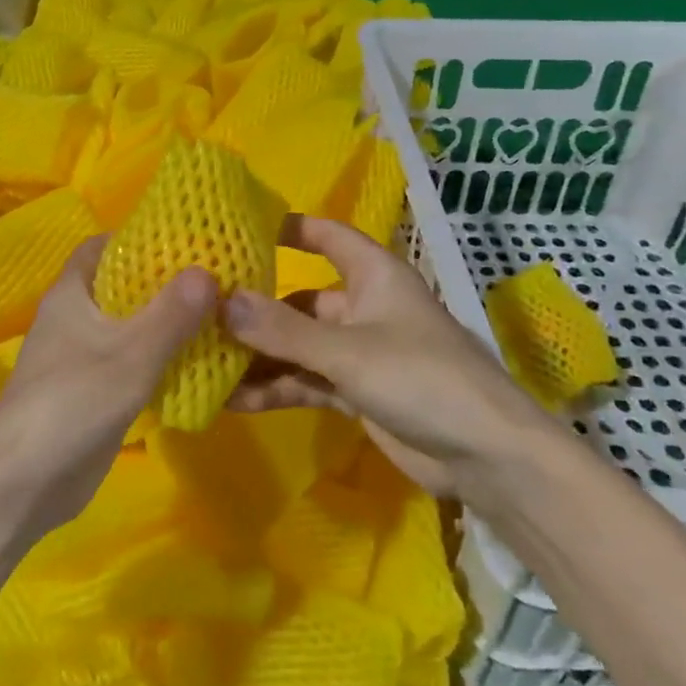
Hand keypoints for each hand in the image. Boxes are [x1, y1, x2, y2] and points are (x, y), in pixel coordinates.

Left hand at [0, 237, 216, 537]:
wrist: (24, 484)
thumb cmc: (73, 403)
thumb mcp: (132, 354)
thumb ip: (172, 313)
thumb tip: (208, 271)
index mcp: (71, 296)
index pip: (101, 248)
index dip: (136, 238)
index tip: (181, 240)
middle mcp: (72, 320)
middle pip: (119, 286)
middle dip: (161, 282)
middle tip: (211, 278)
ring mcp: (79, 358)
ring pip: (127, 327)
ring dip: (163, 323)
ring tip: (213, 315)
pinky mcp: (91, 393)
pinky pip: (129, 362)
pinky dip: (157, 358)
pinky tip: (194, 362)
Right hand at [225, 216, 545, 496]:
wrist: (485, 456)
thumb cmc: (422, 378)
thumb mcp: (347, 351)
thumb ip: (283, 330)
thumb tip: (219, 301)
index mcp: (373, 275)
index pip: (328, 236)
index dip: (290, 229)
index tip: (239, 230)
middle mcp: (364, 307)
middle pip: (301, 300)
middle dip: (256, 311)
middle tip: (200, 317)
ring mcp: (360, 352)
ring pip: (299, 346)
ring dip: (260, 357)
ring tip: (205, 365)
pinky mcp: (357, 392)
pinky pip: (307, 382)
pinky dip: (277, 389)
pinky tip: (233, 401)